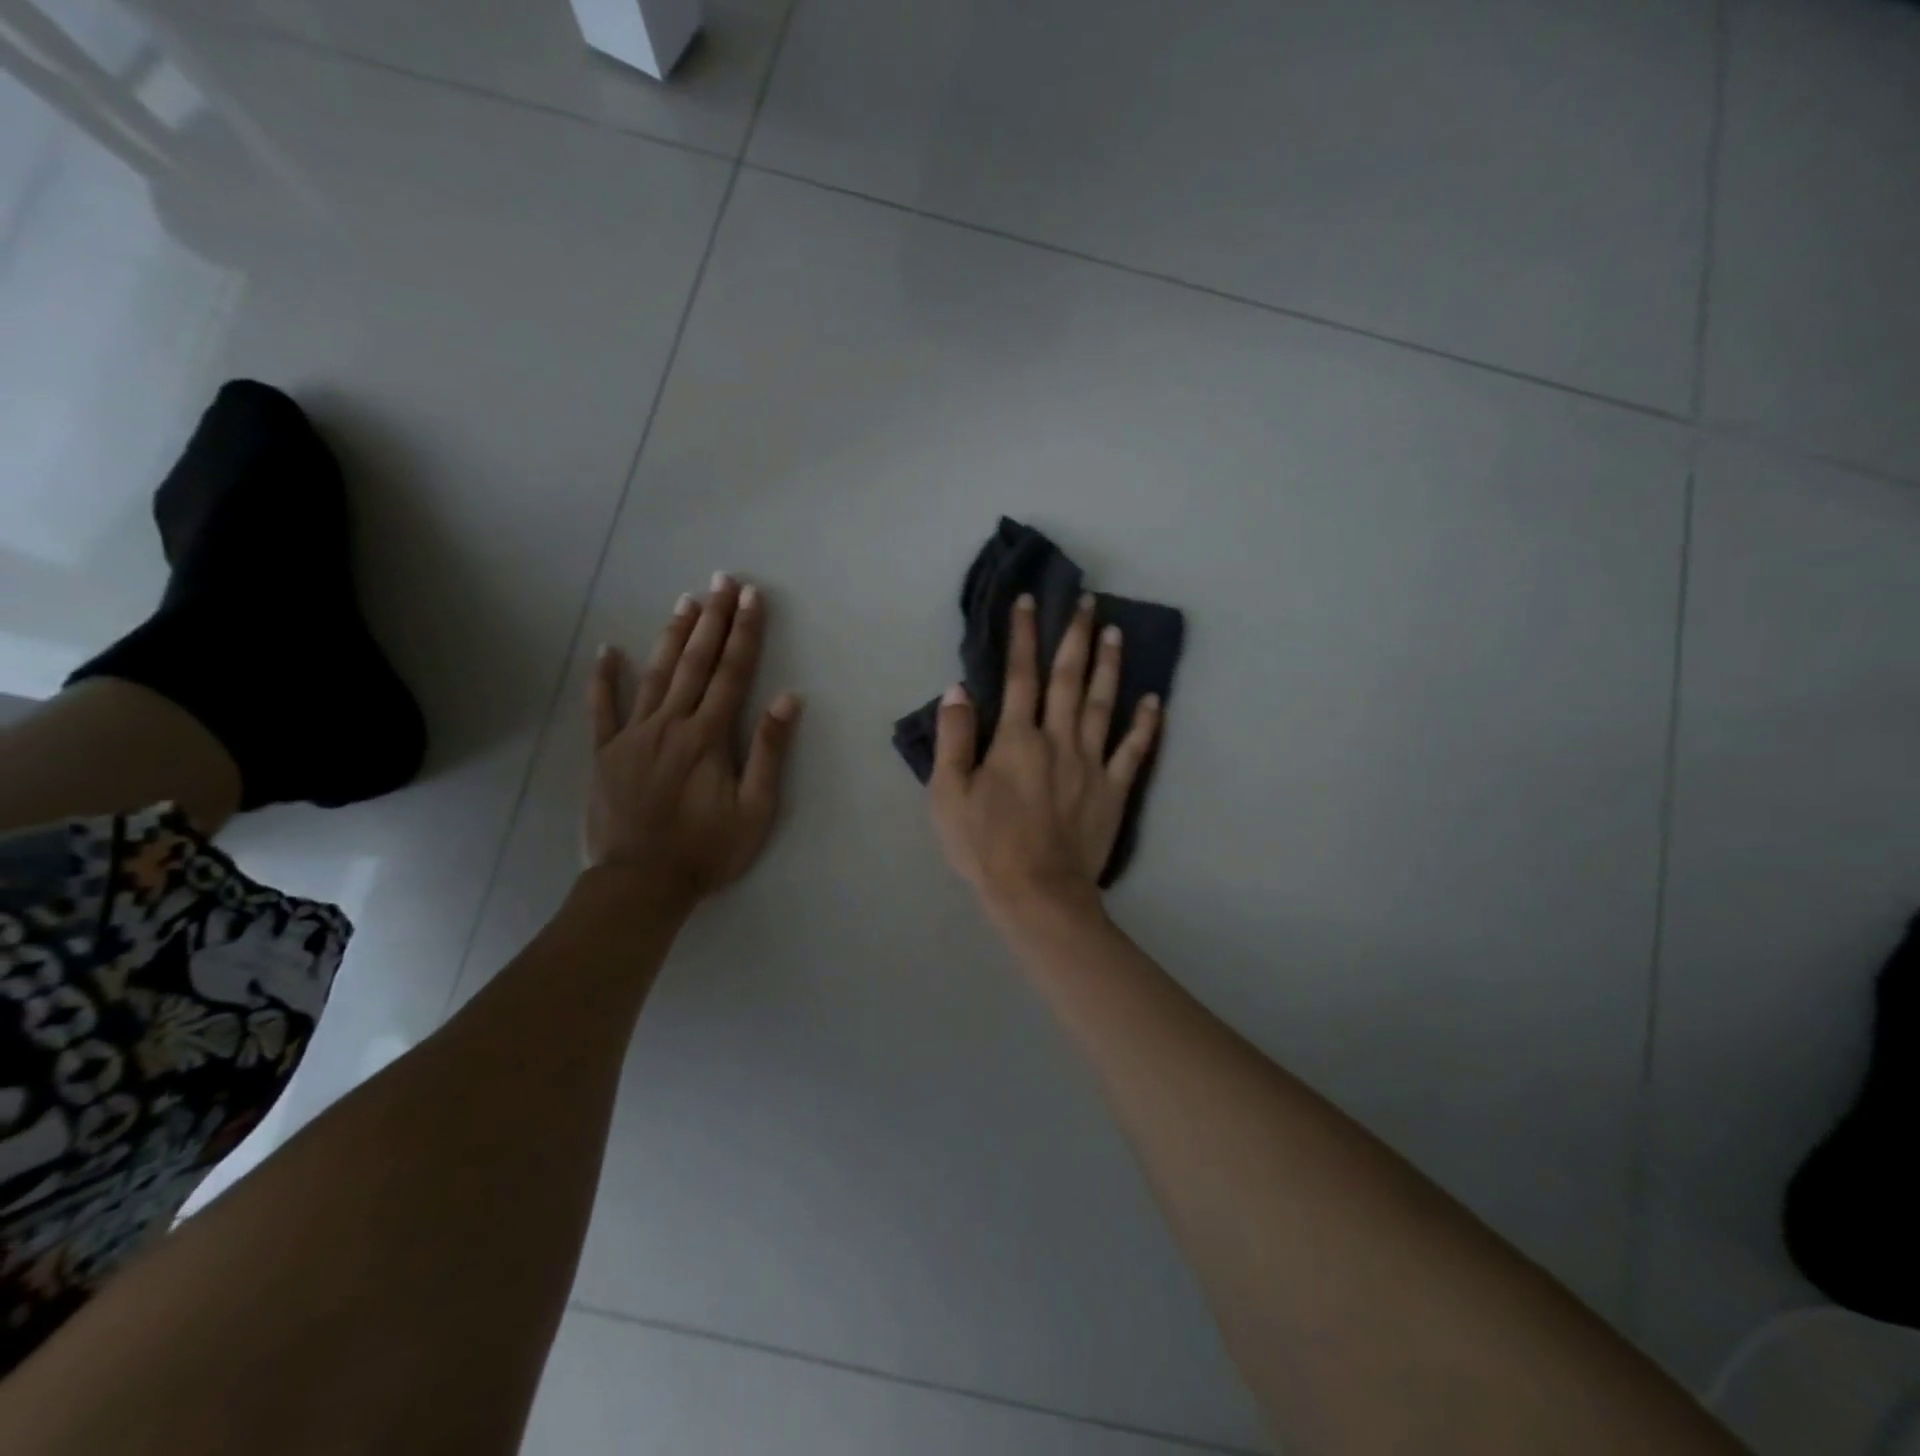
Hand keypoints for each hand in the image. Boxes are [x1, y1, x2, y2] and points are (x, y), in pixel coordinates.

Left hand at [584, 574, 800, 907]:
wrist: (640, 884)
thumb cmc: (706, 850)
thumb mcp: (755, 810)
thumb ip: (769, 752)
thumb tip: (787, 699)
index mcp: (708, 736)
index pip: (732, 673)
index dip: (745, 632)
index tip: (752, 597)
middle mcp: (670, 724)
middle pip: (695, 662)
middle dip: (713, 619)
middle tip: (722, 580)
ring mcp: (632, 735)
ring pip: (654, 674)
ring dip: (671, 636)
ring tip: (685, 601)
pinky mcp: (604, 753)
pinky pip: (602, 709)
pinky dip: (603, 679)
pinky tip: (606, 650)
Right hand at [930, 592, 1160, 917]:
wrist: (1036, 893)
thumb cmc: (984, 845)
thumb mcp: (948, 793)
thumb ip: (954, 738)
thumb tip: (958, 689)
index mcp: (1016, 739)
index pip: (1019, 675)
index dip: (1023, 635)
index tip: (1029, 601)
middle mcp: (1058, 739)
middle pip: (1069, 678)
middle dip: (1076, 635)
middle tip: (1088, 601)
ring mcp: (1091, 764)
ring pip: (1104, 704)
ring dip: (1110, 665)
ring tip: (1116, 632)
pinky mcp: (1113, 790)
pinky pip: (1133, 750)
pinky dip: (1146, 724)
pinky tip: (1154, 700)